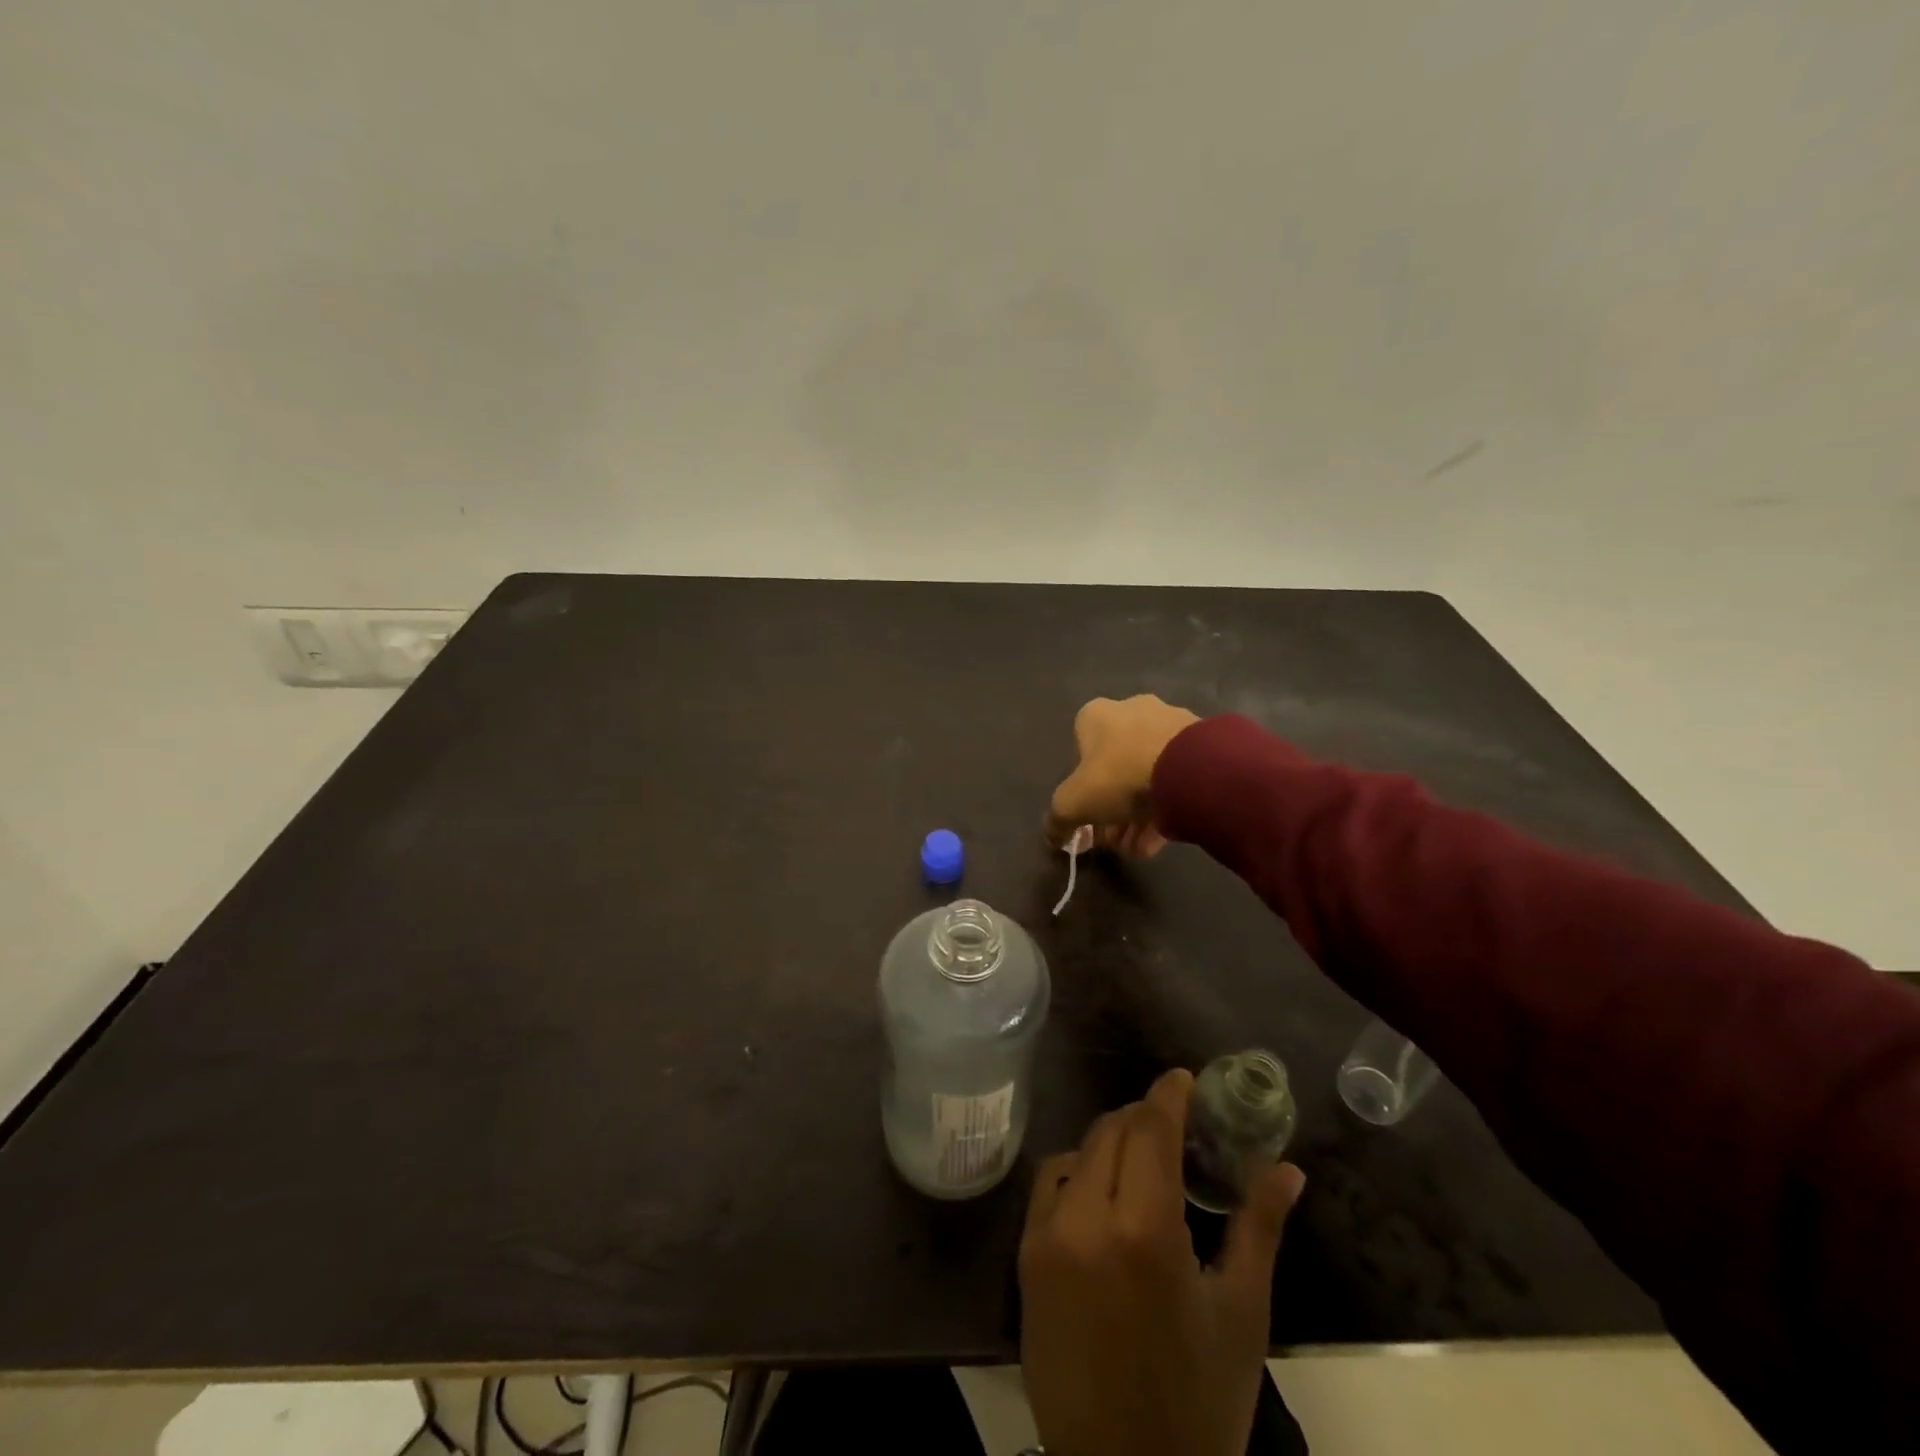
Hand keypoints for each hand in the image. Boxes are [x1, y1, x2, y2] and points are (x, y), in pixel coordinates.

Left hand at [1018, 1069, 1306, 1455]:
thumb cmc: (1199, 1405)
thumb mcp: (1241, 1315)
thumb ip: (1260, 1227)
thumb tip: (1287, 1168)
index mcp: (1144, 1231)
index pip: (1150, 1129)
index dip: (1167, 1094)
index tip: (1184, 1078)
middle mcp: (1086, 1220)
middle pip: (1111, 1131)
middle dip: (1143, 1116)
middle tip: (1174, 1124)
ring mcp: (1047, 1237)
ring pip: (1078, 1152)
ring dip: (1110, 1141)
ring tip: (1141, 1157)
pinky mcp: (1025, 1258)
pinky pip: (1050, 1186)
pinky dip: (1078, 1171)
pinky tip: (1102, 1190)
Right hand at [1046, 695, 1200, 854]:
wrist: (1191, 769)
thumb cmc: (1119, 777)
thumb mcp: (1072, 803)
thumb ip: (1057, 820)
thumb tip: (1052, 835)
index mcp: (1096, 715)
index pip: (1078, 755)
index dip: (1081, 792)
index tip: (1089, 821)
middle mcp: (1131, 710)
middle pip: (1115, 769)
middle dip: (1111, 809)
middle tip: (1115, 839)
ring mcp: (1169, 724)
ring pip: (1146, 775)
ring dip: (1138, 814)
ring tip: (1139, 847)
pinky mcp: (1200, 743)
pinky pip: (1176, 777)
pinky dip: (1166, 806)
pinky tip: (1162, 839)